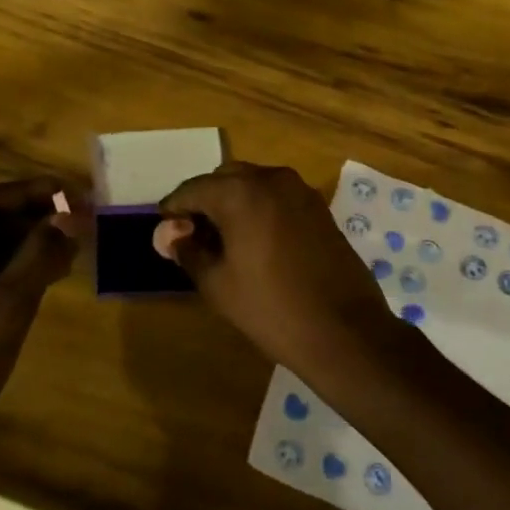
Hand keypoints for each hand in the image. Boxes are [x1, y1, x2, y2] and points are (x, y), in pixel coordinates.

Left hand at [0, 178, 79, 445]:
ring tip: (69, 251)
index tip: (74, 192)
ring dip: (24, 245)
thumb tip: (72, 216)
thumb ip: (40, 255)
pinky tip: (42, 278)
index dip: (32, 191)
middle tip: (78, 223)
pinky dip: (8, 270)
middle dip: (32, 219)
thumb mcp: (6, 307)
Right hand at [156, 162, 396, 372]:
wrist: (345, 331)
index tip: (165, 231)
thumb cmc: (271, 308)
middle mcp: (271, 179)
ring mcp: (300, 191)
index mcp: (240, 192)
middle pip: (224, 179)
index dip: (174, 209)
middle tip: (193, 236)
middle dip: (204, 201)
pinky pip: (277, 197)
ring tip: (223, 241)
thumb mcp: (217, 284)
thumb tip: (170, 234)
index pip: (192, 189)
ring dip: (233, 203)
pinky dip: (258, 208)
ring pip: (253, 184)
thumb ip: (188, 250)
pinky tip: (254, 241)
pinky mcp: (319, 207)